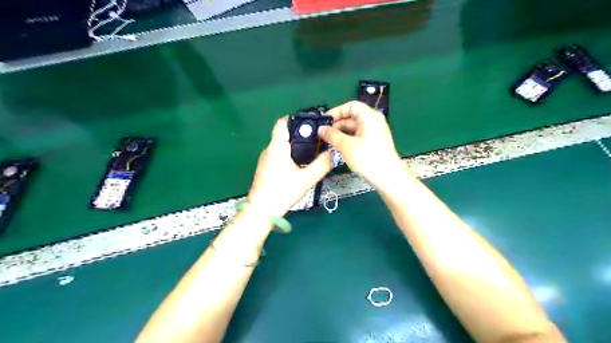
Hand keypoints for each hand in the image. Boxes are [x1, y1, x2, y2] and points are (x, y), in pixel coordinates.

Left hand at [246, 116, 332, 215]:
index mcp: (277, 147)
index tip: (312, 124)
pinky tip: (300, 165)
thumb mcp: (306, 179)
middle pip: (285, 134)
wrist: (260, 212)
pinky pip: (279, 156)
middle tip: (318, 140)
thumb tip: (335, 153)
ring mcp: (266, 160)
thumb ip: (322, 165)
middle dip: (301, 135)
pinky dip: (290, 156)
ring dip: (296, 146)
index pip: (283, 122)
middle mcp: (269, 150)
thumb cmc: (281, 193)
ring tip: (313, 152)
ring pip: (282, 146)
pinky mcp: (266, 169)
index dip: (297, 119)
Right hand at [321, 100, 404, 188]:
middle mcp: (373, 122)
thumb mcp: (346, 145)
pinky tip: (338, 148)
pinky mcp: (373, 144)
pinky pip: (357, 137)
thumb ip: (332, 135)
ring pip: (353, 129)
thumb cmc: (368, 158)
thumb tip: (321, 129)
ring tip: (328, 143)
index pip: (351, 106)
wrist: (388, 178)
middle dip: (336, 125)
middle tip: (323, 135)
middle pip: (351, 117)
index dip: (337, 111)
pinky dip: (347, 140)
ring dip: (340, 134)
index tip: (325, 121)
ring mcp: (374, 133)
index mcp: (369, 116)